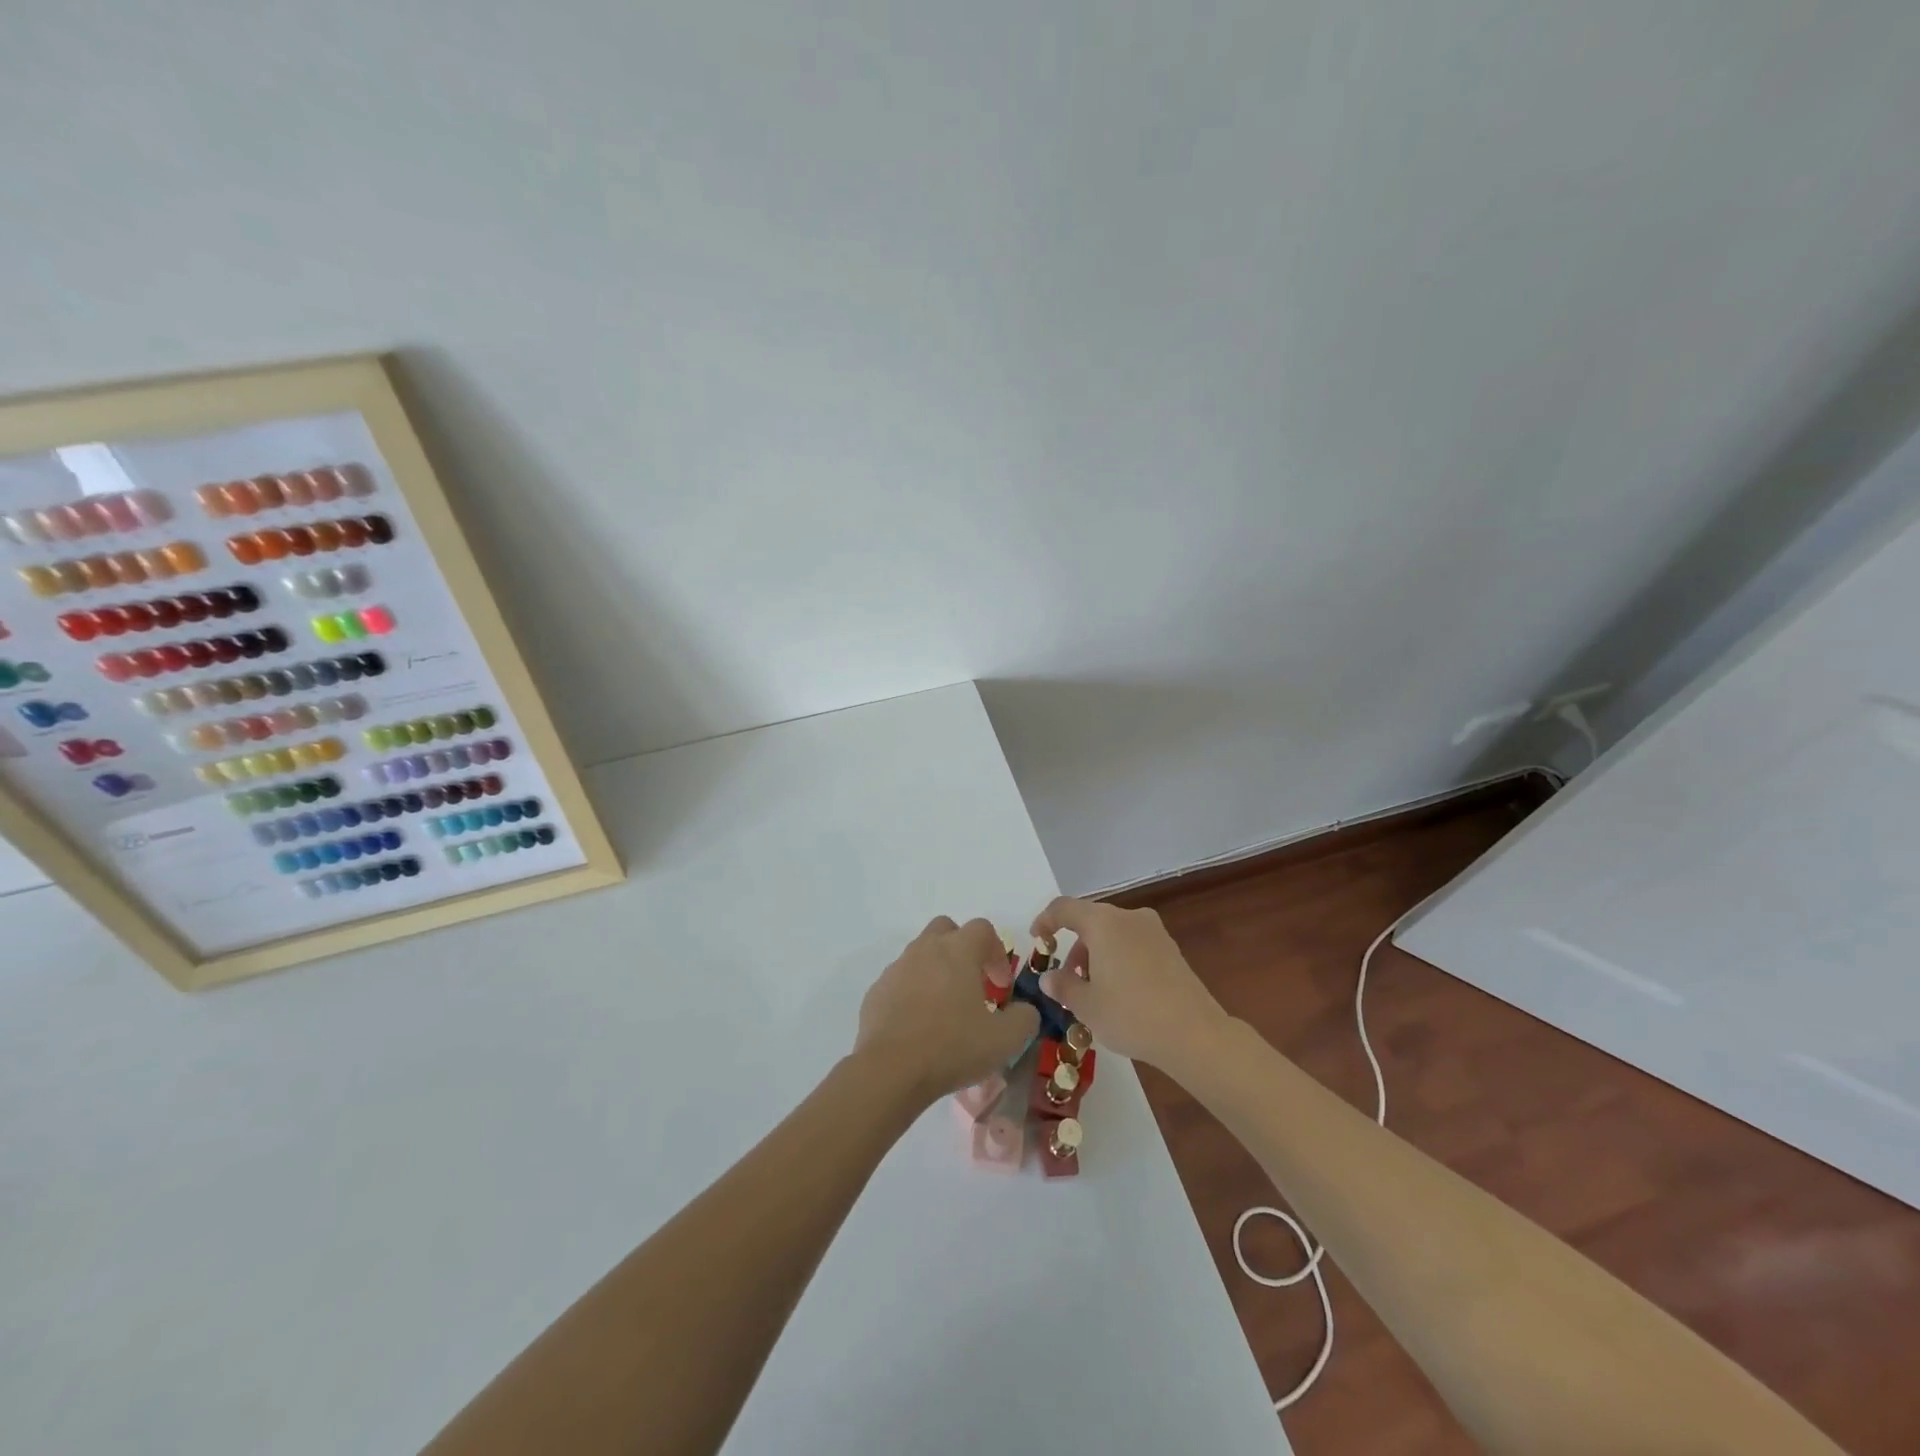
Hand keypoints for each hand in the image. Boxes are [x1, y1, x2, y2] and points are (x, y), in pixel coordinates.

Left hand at [854, 917, 1039, 1103]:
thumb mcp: (1005, 1039)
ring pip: (920, 954)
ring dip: (936, 971)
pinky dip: (912, 993)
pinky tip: (919, 1025)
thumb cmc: (952, 1047)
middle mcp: (925, 949)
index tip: (1001, 985)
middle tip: (971, 983)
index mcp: (958, 950)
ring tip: (945, 1009)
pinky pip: (899, 981)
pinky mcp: (876, 991)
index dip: (997, 952)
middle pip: (946, 929)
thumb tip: (1024, 1011)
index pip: (982, 928)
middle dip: (962, 949)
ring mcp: (896, 968)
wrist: (890, 1070)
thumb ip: (1024, 1018)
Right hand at [1031, 897, 1228, 1070]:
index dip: (1045, 921)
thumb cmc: (1131, 1014)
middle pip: (1091, 921)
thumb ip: (1063, 987)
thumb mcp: (1087, 1006)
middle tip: (1067, 980)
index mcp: (1103, 923)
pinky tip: (1120, 992)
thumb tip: (1049, 978)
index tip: (1037, 940)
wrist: (1194, 1034)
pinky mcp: (1171, 949)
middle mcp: (1129, 918)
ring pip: (1113, 933)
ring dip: (1096, 954)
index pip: (1064, 908)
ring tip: (1093, 991)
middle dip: (1074, 946)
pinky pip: (1133, 944)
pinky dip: (1118, 959)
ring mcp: (1154, 931)